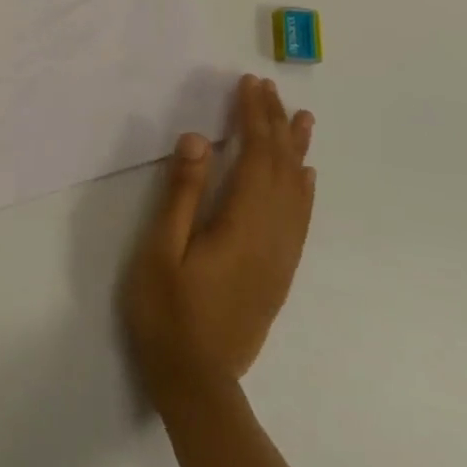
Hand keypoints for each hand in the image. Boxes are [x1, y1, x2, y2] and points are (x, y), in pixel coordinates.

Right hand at [122, 75, 315, 411]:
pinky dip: (304, 190)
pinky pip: (300, 220)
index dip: (253, 118)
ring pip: (297, 192)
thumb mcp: (160, 249)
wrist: (197, 381)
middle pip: (281, 168)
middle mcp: (272, 236)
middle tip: (268, 88)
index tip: (248, 85)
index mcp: (242, 225)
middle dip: (274, 124)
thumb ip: (181, 194)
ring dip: (296, 150)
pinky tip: (305, 177)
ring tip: (301, 118)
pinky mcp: (279, 272)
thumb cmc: (167, 312)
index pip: (255, 157)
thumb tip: (199, 140)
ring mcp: (280, 256)